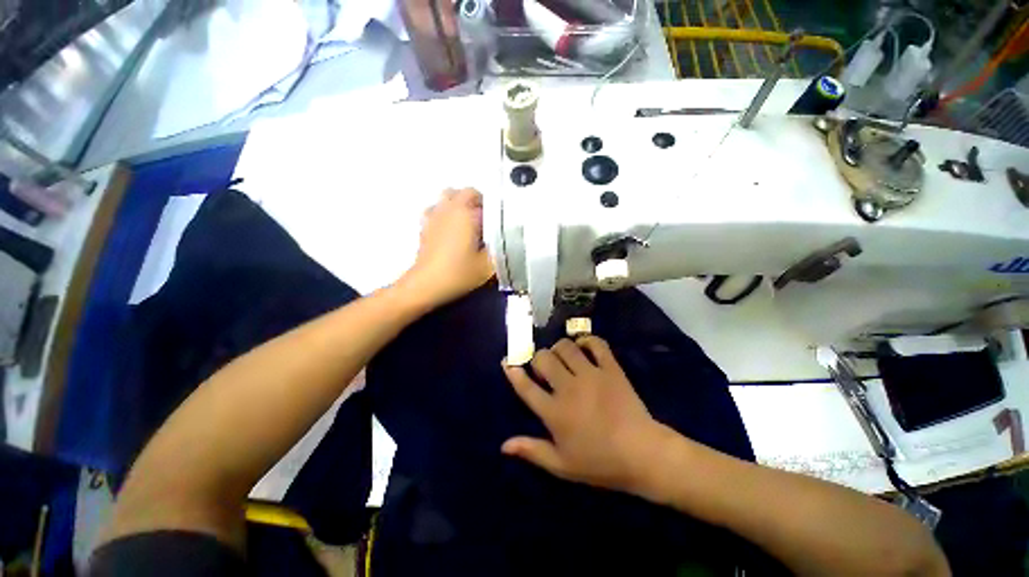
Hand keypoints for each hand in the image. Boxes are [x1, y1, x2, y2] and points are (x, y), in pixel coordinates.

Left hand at [398, 188, 492, 308]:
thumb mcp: (488, 266)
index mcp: (467, 215)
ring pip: (448, 196)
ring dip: (460, 203)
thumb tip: (501, 239)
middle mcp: (450, 209)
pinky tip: (449, 227)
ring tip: (467, 221)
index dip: (495, 212)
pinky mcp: (425, 225)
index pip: (486, 202)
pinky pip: (435, 209)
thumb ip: (499, 250)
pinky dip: (444, 212)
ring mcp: (435, 215)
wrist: (427, 284)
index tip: (499, 225)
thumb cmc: (459, 273)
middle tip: (486, 220)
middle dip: (478, 202)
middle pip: (466, 193)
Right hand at [502, 337, 670, 495]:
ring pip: (565, 347)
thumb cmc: (600, 463)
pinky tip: (584, 347)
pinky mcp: (610, 368)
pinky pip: (596, 344)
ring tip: (562, 358)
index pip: (526, 387)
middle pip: (543, 359)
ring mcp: (590, 375)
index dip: (513, 372)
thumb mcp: (562, 465)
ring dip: (559, 348)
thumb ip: (532, 451)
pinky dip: (587, 341)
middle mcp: (568, 388)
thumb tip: (503, 445)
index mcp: (554, 412)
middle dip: (538, 359)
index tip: (507, 362)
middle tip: (544, 368)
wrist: (643, 454)